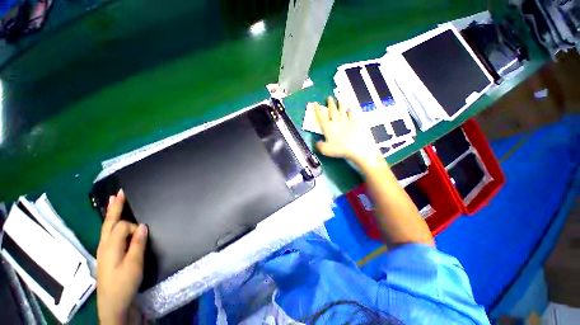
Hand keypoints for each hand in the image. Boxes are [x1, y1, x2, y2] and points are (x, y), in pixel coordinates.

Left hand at [97, 190, 147, 324]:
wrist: (113, 304)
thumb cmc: (124, 284)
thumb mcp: (134, 264)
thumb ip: (138, 244)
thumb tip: (142, 226)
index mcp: (110, 246)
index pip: (122, 227)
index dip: (134, 228)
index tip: (143, 235)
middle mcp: (104, 245)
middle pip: (109, 222)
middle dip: (114, 207)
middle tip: (119, 193)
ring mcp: (103, 250)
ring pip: (106, 227)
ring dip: (111, 213)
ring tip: (114, 201)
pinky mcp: (107, 255)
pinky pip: (107, 234)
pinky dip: (110, 223)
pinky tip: (112, 223)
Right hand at [313, 96, 380, 163]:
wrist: (355, 147)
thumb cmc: (339, 148)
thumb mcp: (326, 150)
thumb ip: (320, 146)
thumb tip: (317, 143)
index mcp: (328, 127)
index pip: (321, 116)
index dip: (317, 109)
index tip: (315, 103)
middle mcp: (336, 121)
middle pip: (333, 110)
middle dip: (330, 103)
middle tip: (329, 97)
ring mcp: (346, 121)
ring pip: (343, 110)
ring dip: (341, 105)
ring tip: (340, 100)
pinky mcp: (355, 123)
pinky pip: (352, 115)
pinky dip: (351, 112)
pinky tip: (350, 111)